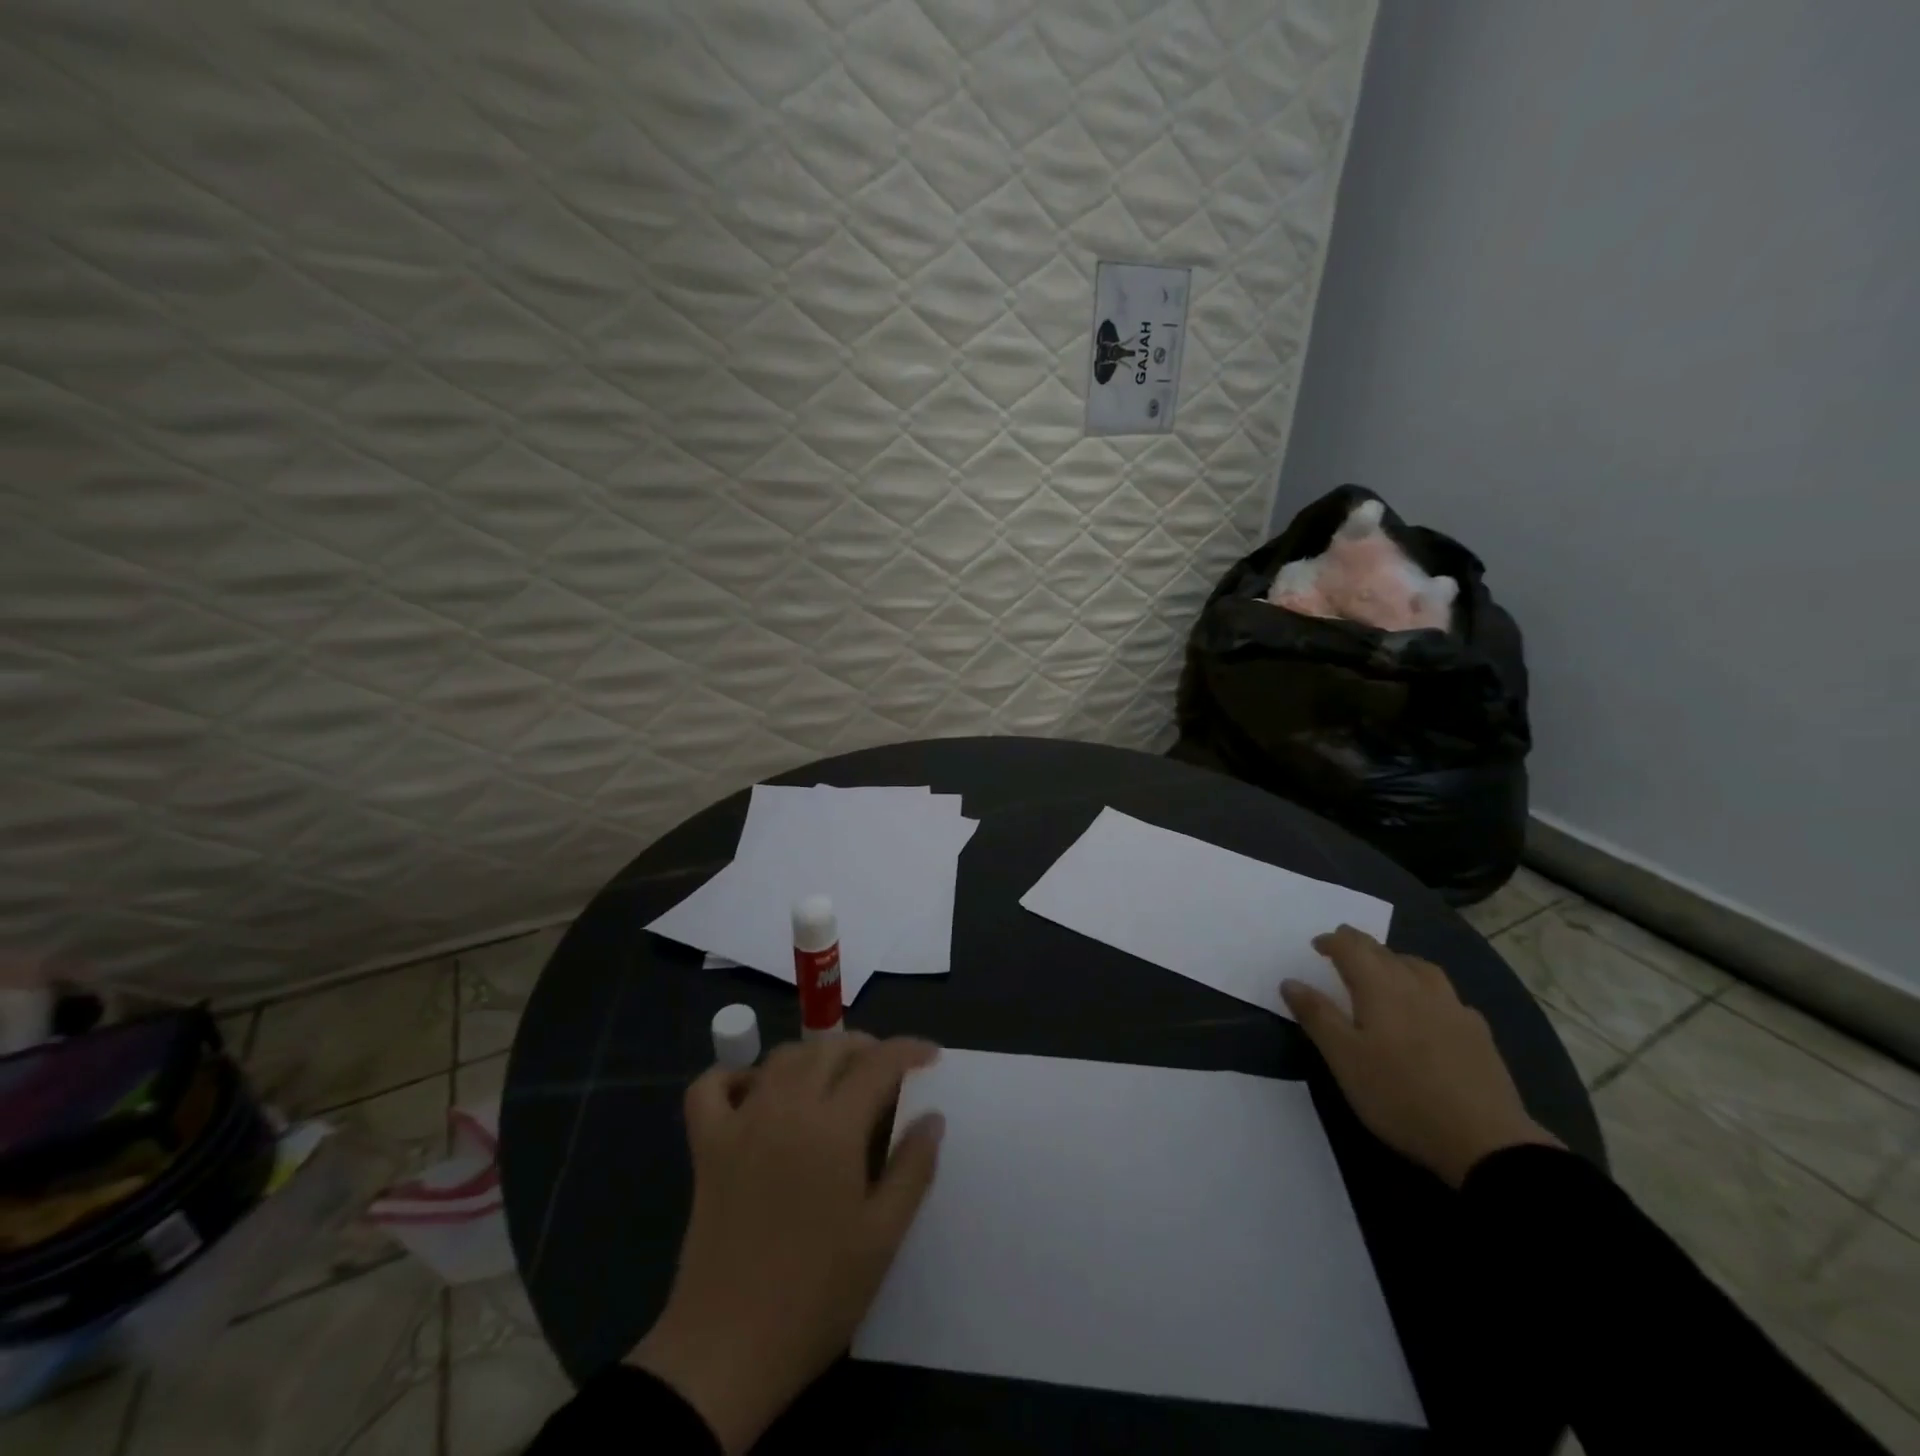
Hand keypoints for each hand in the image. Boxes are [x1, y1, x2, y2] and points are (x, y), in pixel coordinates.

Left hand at [628, 1034, 943, 1453]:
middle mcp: (787, 1107)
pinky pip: (710, 1086)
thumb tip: (932, 1117)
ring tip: (835, 1078)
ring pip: (781, 1057)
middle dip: (865, 1048)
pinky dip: (733, 1075)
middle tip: (887, 1073)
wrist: (727, 1350)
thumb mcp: (882, 1237)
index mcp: (835, 1126)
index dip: (909, 1050)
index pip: (878, 1063)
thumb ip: (912, 1168)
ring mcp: (741, 1122)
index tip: (930, 1056)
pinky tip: (755, 1092)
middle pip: (830, 1048)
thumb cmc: (816, 1295)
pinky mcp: (706, 1146)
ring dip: (814, 1055)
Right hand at [1282, 925, 1561, 1188]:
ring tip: (1387, 967)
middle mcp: (1417, 987)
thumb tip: (1290, 981)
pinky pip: (1448, 996)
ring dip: (1397, 959)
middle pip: (1385, 953)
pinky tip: (1431, 1008)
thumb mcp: (1344, 1058)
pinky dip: (1429, 989)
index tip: (1316, 945)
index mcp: (1380, 988)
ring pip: (1421, 968)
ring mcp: (1453, 1008)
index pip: (1352, 949)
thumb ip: (1316, 1015)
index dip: (1332, 942)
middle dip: (1361, 945)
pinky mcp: (1479, 1034)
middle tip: (1344, 945)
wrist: (1485, 1140)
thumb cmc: (1400, 1095)